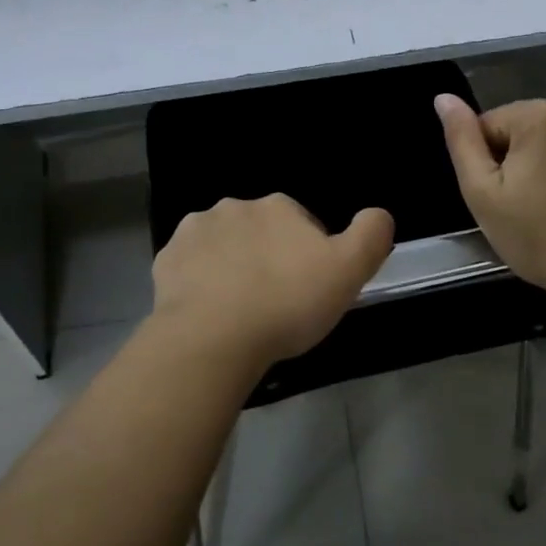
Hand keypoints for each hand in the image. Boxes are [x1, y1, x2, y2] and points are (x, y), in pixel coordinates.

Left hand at [150, 194, 394, 367]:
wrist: (212, 339)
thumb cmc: (286, 303)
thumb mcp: (348, 271)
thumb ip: (371, 235)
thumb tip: (379, 214)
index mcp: (278, 206)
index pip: (303, 223)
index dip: (310, 255)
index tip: (309, 289)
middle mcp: (235, 207)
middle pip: (262, 231)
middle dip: (269, 257)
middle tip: (277, 302)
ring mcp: (195, 232)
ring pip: (224, 245)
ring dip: (233, 265)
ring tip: (242, 309)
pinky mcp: (166, 260)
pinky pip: (191, 267)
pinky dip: (200, 282)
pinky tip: (211, 311)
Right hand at [435, 95, 545, 290]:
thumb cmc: (536, 235)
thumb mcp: (482, 193)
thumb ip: (462, 140)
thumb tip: (443, 98)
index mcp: (538, 114)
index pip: (492, 125)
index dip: (490, 162)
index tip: (504, 196)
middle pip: (531, 126)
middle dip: (525, 155)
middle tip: (530, 202)